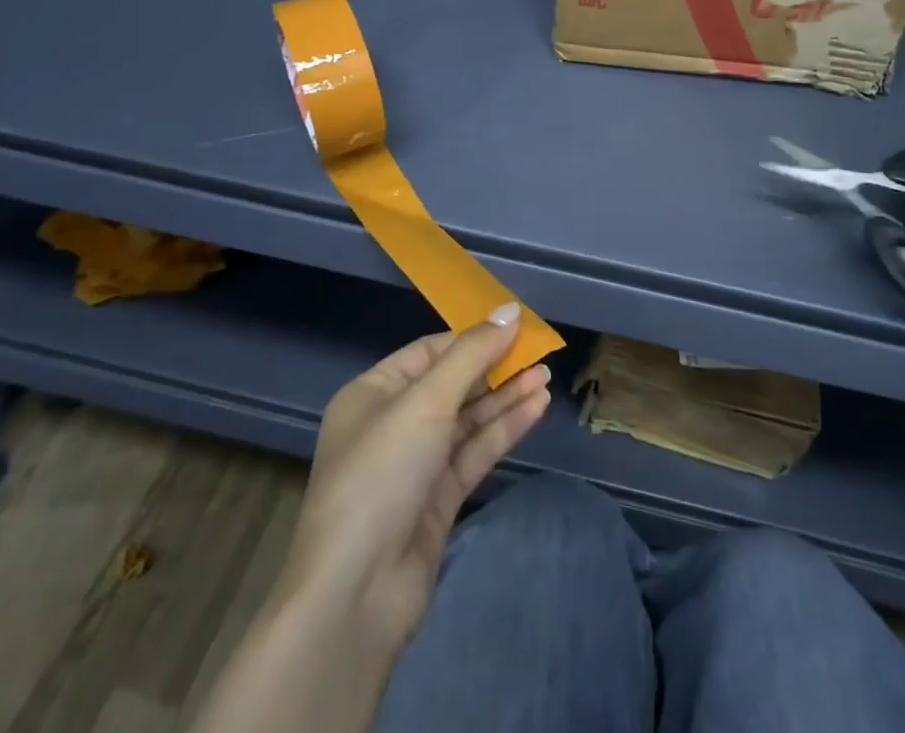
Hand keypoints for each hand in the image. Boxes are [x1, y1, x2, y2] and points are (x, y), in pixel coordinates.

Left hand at [280, 304, 552, 656]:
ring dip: (506, 397)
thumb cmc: (381, 475)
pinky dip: (504, 429)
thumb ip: (471, 355)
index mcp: (372, 394)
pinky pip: (475, 451)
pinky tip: (535, 407)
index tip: (515, 326)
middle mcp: (392, 424)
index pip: (429, 352)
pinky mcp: (438, 499)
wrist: (357, 594)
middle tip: (540, 352)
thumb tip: (509, 310)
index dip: (472, 338)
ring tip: (546, 377)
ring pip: (468, 419)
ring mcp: (416, 464)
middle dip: (494, 367)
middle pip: (452, 384)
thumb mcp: (425, 402)